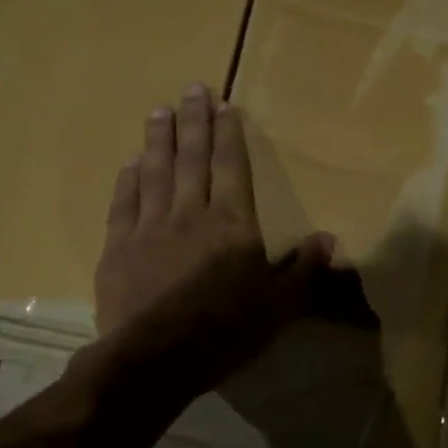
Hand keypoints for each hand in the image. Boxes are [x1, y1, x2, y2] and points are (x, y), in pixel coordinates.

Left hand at [93, 84, 332, 396]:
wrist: (156, 358)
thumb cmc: (226, 331)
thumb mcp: (279, 306)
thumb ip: (304, 269)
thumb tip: (329, 239)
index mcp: (233, 224)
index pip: (231, 167)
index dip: (229, 135)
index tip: (224, 106)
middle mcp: (191, 213)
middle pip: (192, 158)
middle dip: (193, 121)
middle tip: (191, 88)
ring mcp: (150, 227)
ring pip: (155, 172)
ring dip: (158, 139)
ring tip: (159, 111)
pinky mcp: (118, 247)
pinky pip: (124, 203)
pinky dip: (128, 179)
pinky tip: (130, 163)